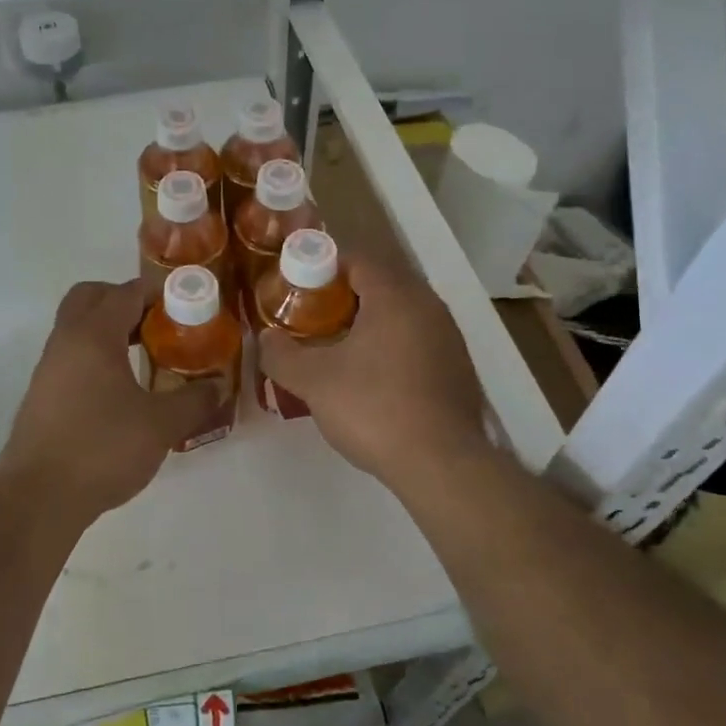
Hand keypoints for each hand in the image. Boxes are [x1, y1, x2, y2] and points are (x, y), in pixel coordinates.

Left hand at [0, 280, 218, 525]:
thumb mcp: (160, 425)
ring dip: (108, 329)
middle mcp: (66, 339)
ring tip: (144, 355)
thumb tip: (218, 386)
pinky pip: (71, 354)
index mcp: (94, 334)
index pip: (126, 292)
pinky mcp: (41, 393)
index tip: (185, 306)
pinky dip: (95, 355)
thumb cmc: (102, 448)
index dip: (158, 293)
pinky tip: (119, 388)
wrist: (38, 497)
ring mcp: (48, 366)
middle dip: (124, 300)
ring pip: (77, 326)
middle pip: (91, 296)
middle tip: (157, 323)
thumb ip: (193, 400)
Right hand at [257, 255, 489, 489]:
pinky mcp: (458, 369)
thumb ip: (281, 354)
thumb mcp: (313, 381)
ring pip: (400, 315)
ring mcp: (449, 338)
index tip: (297, 288)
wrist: (442, 465)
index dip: (323, 268)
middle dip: (343, 297)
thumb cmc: (374, 408)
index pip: (357, 260)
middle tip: (311, 318)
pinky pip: (417, 341)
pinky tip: (372, 378)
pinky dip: (391, 347)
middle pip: (379, 285)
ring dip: (368, 323)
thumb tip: (266, 338)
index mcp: (395, 296)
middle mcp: (428, 306)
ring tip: (337, 348)